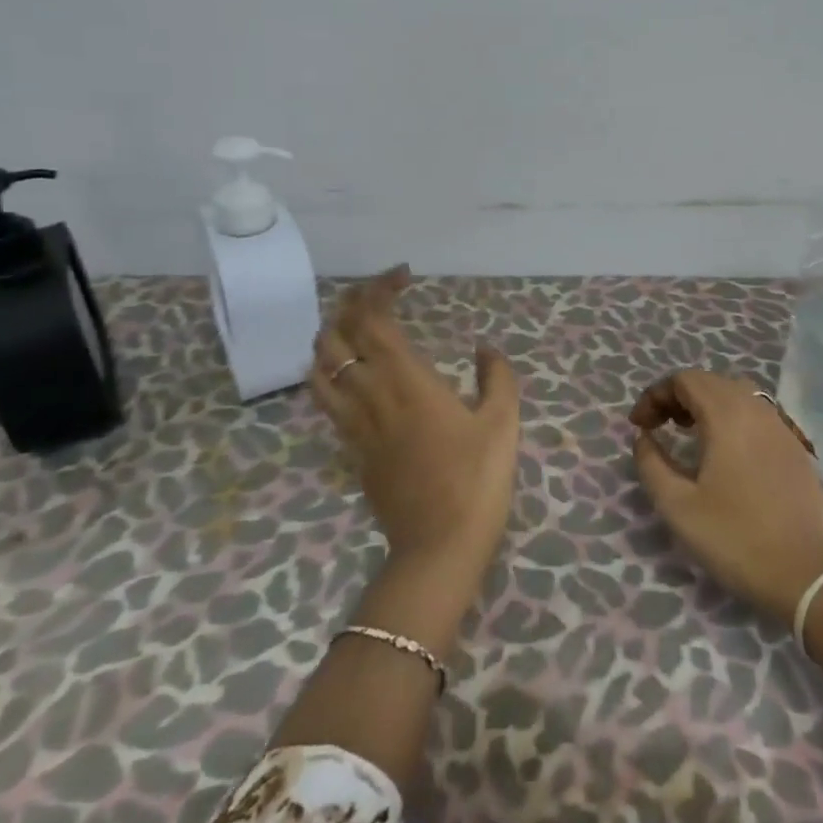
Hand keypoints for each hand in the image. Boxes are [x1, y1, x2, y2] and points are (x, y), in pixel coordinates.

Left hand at [310, 266, 521, 582]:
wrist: (439, 546)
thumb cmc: (477, 478)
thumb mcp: (503, 421)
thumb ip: (496, 376)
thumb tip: (484, 349)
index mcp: (406, 381)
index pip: (373, 320)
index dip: (378, 289)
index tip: (403, 276)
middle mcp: (370, 395)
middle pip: (337, 337)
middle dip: (350, 304)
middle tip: (378, 293)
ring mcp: (354, 425)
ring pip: (320, 368)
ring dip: (332, 337)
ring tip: (357, 328)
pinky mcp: (350, 450)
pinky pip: (325, 400)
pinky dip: (330, 373)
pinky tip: (352, 374)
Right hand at [630, 370, 822, 624]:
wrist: (803, 574)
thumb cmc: (734, 538)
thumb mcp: (677, 506)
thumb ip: (651, 463)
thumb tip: (644, 437)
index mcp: (726, 415)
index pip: (684, 380)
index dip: (655, 395)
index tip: (639, 426)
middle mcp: (756, 409)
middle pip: (710, 381)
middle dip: (678, 396)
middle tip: (659, 426)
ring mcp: (781, 426)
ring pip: (737, 393)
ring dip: (707, 403)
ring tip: (690, 433)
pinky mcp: (795, 446)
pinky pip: (758, 413)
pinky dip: (733, 417)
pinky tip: (727, 451)